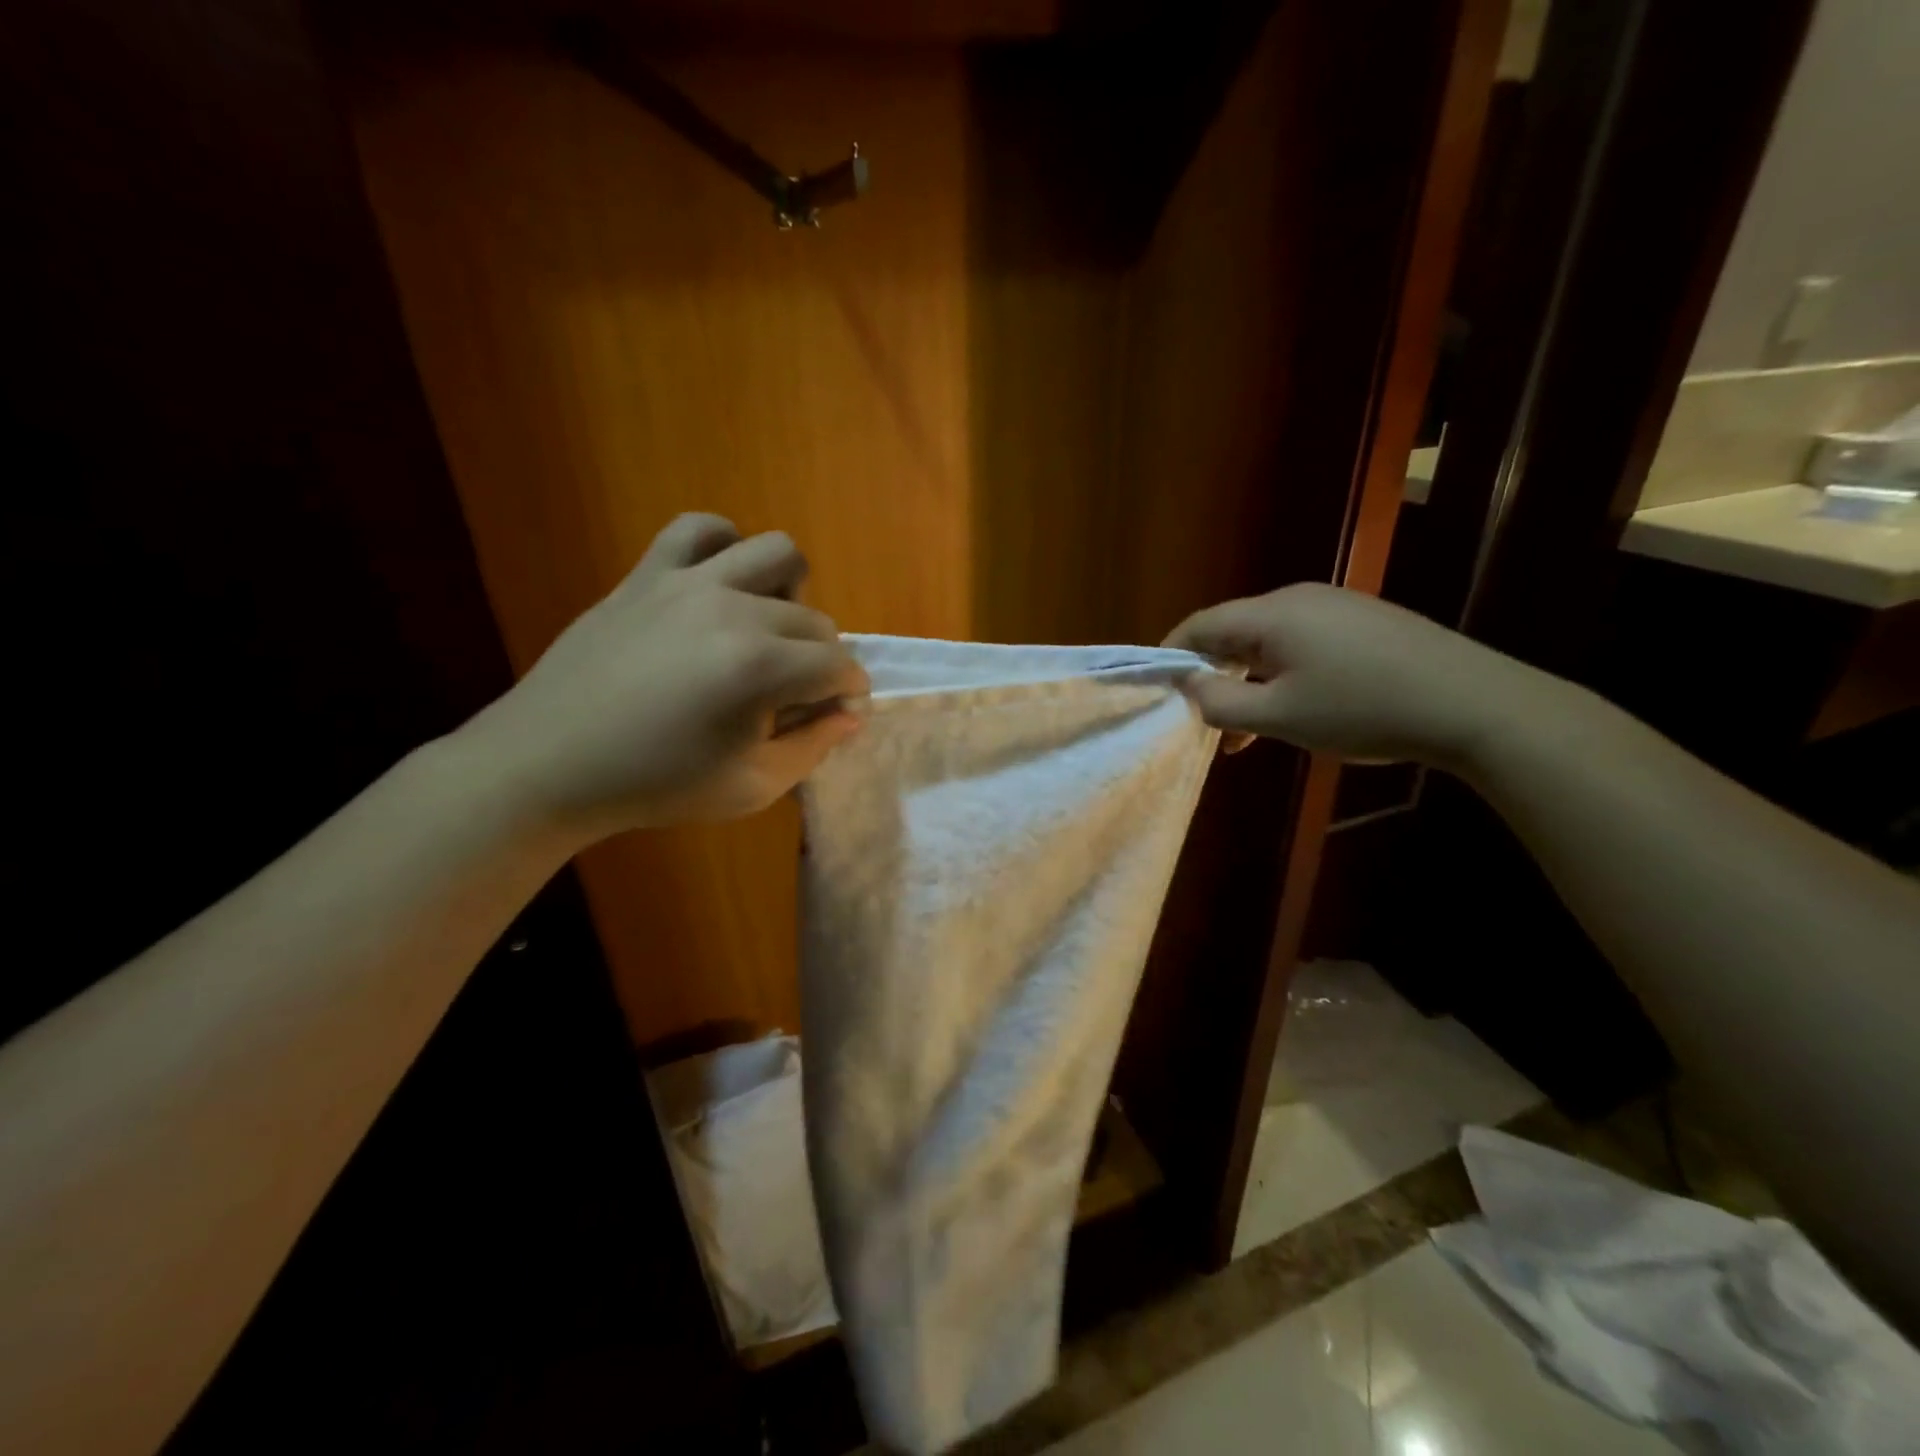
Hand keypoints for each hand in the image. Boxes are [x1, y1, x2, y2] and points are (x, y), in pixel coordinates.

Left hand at [461, 513, 867, 840]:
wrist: (549, 763)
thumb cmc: (655, 785)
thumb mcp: (750, 788)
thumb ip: (812, 748)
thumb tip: (850, 713)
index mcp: (759, 670)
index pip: (840, 667)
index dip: (849, 693)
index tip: (835, 715)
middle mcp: (733, 612)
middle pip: (815, 621)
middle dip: (820, 661)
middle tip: (791, 696)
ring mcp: (688, 583)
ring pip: (778, 553)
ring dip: (790, 593)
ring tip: (765, 629)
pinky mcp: (649, 573)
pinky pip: (701, 527)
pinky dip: (725, 547)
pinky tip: (719, 586)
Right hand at [1163, 583, 1541, 766]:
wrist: (1474, 704)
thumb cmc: (1362, 710)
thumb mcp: (1279, 716)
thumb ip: (1220, 702)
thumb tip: (1189, 684)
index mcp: (1272, 614)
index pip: (1200, 624)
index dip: (1172, 654)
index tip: (1159, 689)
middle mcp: (1299, 598)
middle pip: (1234, 630)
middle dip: (1212, 674)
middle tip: (1205, 718)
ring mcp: (1336, 606)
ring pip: (1269, 640)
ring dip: (1247, 680)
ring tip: (1248, 729)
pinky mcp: (1364, 621)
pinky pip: (1303, 642)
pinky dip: (1282, 674)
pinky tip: (1295, 707)